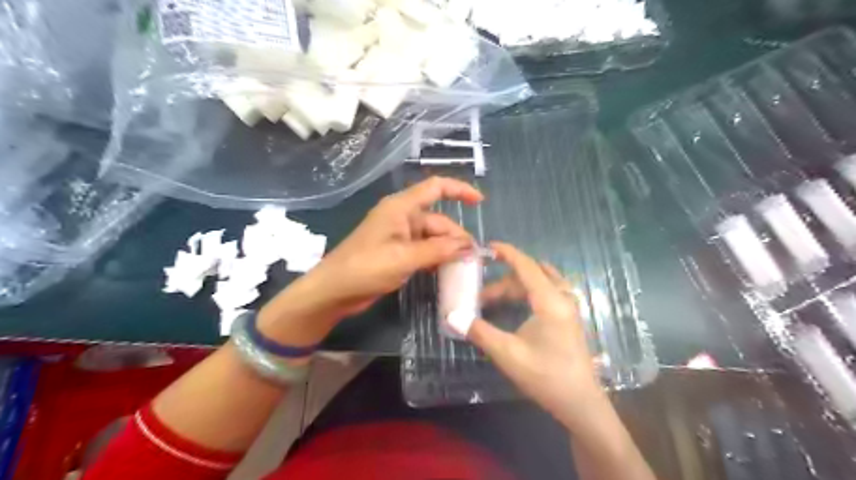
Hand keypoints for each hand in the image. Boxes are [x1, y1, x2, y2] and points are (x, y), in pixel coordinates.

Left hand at [280, 175, 483, 321]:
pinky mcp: (397, 253)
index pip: (435, 188)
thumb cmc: (365, 267)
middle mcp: (402, 217)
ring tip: (465, 268)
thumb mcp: (404, 257)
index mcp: (401, 207)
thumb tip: (469, 246)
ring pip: (432, 238)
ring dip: (448, 250)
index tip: (480, 203)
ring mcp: (399, 236)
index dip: (459, 190)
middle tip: (473, 259)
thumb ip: (438, 250)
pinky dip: (436, 259)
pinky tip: (447, 271)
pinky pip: (424, 250)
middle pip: (438, 220)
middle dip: (456, 237)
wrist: (334, 291)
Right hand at [470, 242, 604, 428]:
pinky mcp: (569, 318)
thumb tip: (452, 316)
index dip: (507, 253)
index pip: (526, 266)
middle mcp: (562, 298)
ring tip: (492, 302)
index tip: (487, 247)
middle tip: (481, 296)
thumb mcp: (507, 353)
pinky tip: (514, 308)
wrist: (580, 403)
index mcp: (550, 301)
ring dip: (515, 288)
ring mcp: (569, 308)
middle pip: (531, 275)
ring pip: (540, 283)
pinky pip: (547, 291)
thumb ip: (479, 332)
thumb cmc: (545, 376)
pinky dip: (527, 292)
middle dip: (503, 280)